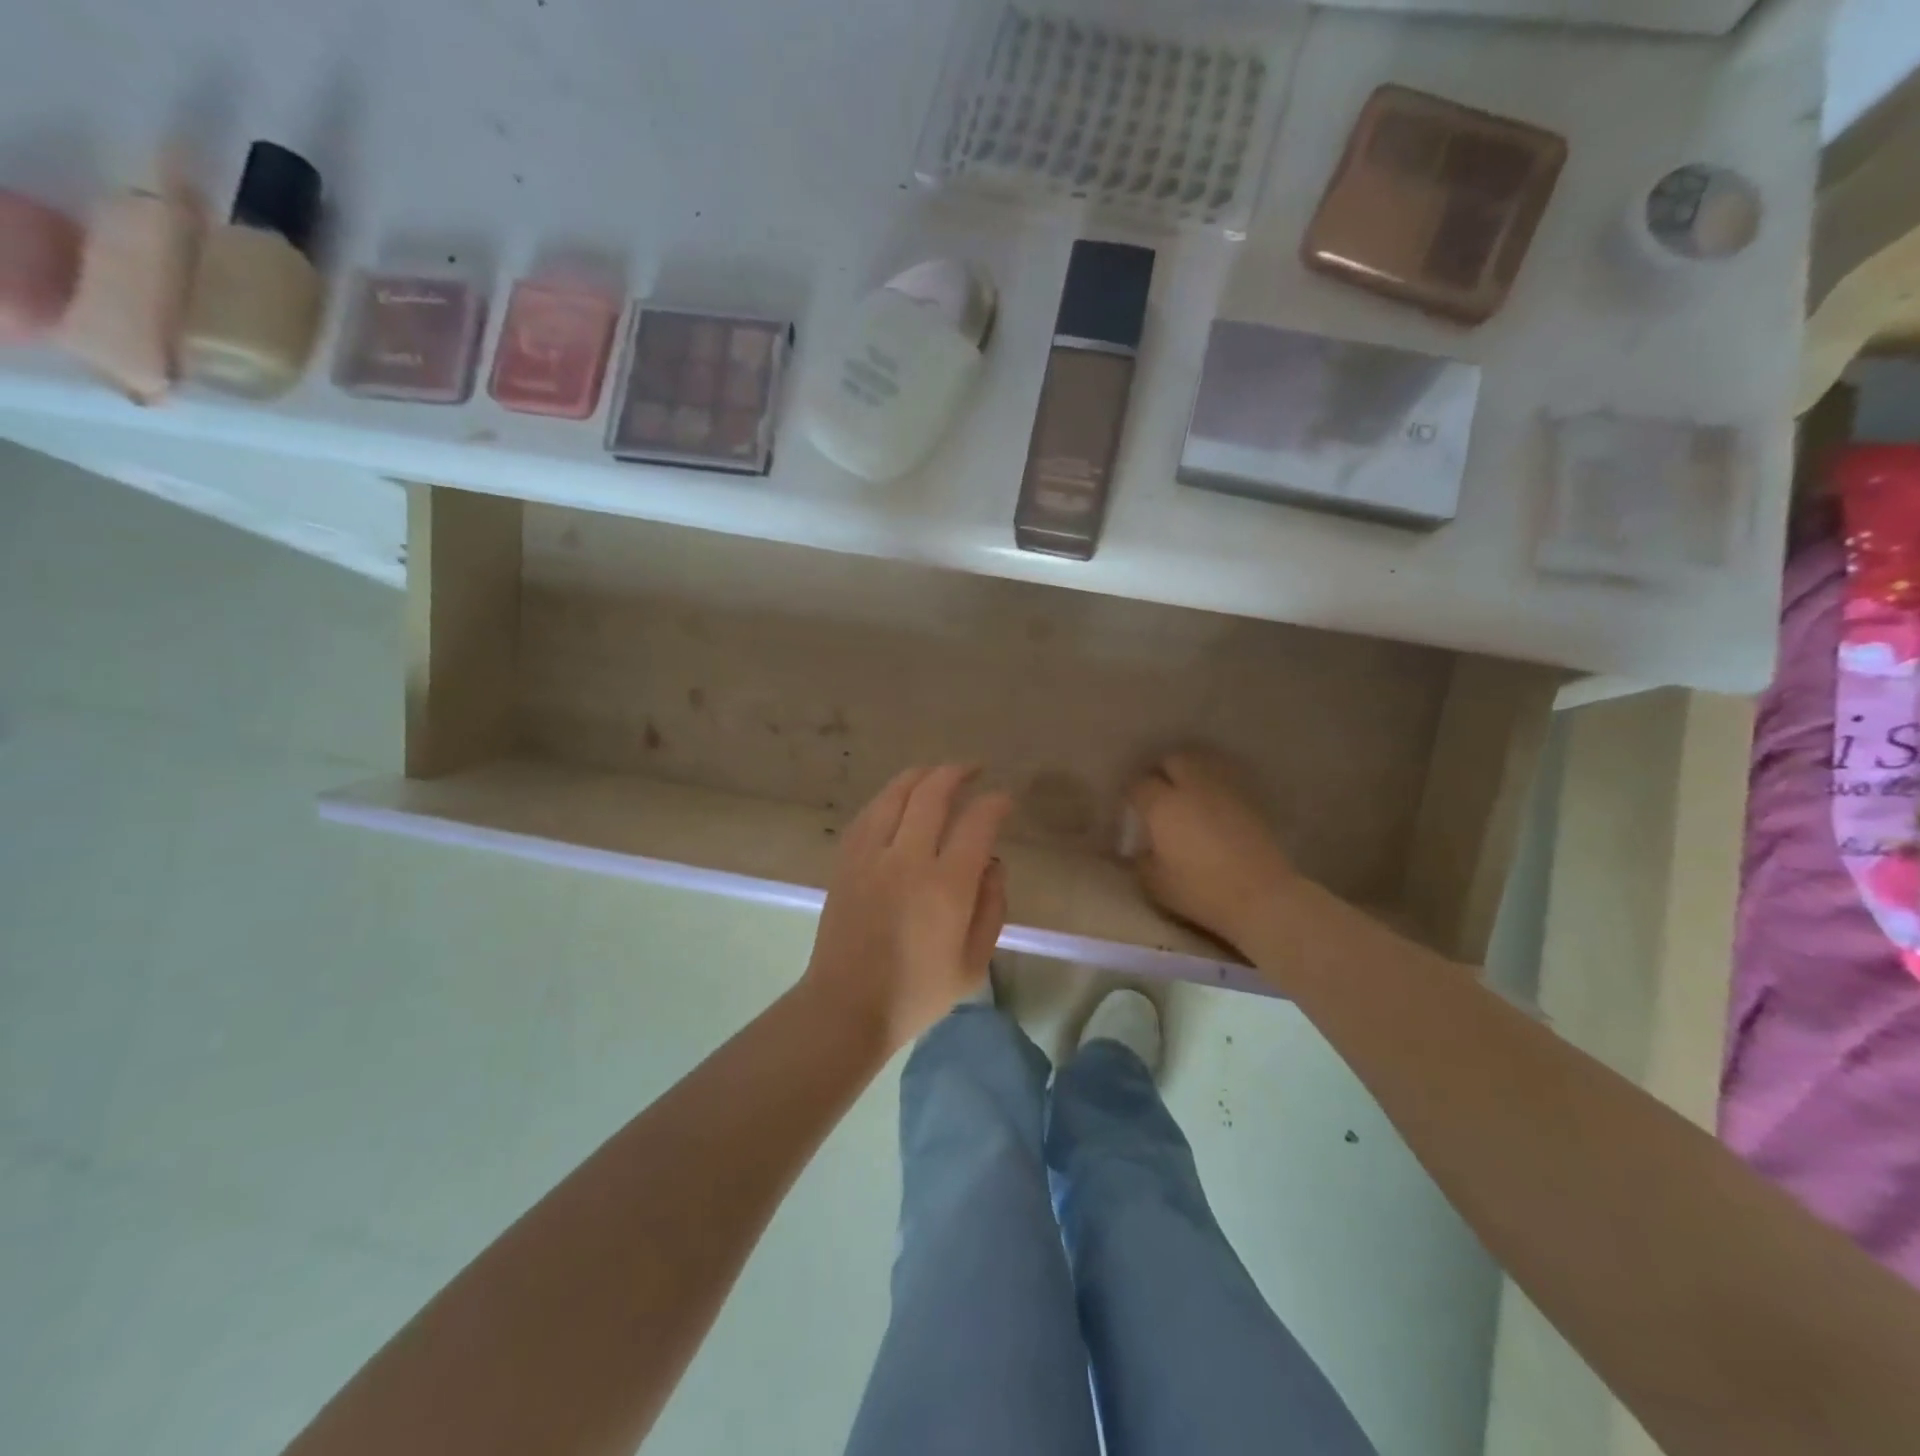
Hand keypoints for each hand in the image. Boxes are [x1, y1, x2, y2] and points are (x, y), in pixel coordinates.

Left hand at [803, 765, 1011, 1051]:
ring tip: (938, 773)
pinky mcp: (846, 860)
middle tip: (974, 770)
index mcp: (947, 886)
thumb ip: (992, 906)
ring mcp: (871, 855)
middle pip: (933, 793)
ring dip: (921, 775)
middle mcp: (908, 859)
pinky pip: (869, 812)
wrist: (847, 1005)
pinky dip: (889, 796)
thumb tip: (994, 862)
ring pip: (896, 793)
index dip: (995, 803)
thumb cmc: (918, 991)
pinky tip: (899, 797)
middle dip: (958, 773)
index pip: (977, 822)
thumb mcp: (974, 962)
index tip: (1004, 800)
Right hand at [1127, 751, 1295, 951]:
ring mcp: (1224, 790)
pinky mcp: (1250, 801)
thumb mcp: (1155, 884)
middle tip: (1157, 792)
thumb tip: (1143, 850)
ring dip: (1189, 773)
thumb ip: (1141, 861)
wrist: (1263, 897)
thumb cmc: (1201, 891)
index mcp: (1163, 805)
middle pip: (1173, 759)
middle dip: (1161, 771)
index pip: (1139, 784)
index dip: (1131, 794)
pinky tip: (1211, 806)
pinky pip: (1224, 781)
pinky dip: (1213, 787)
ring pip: (1202, 763)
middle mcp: (1192, 788)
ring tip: (1186, 794)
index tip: (1130, 810)